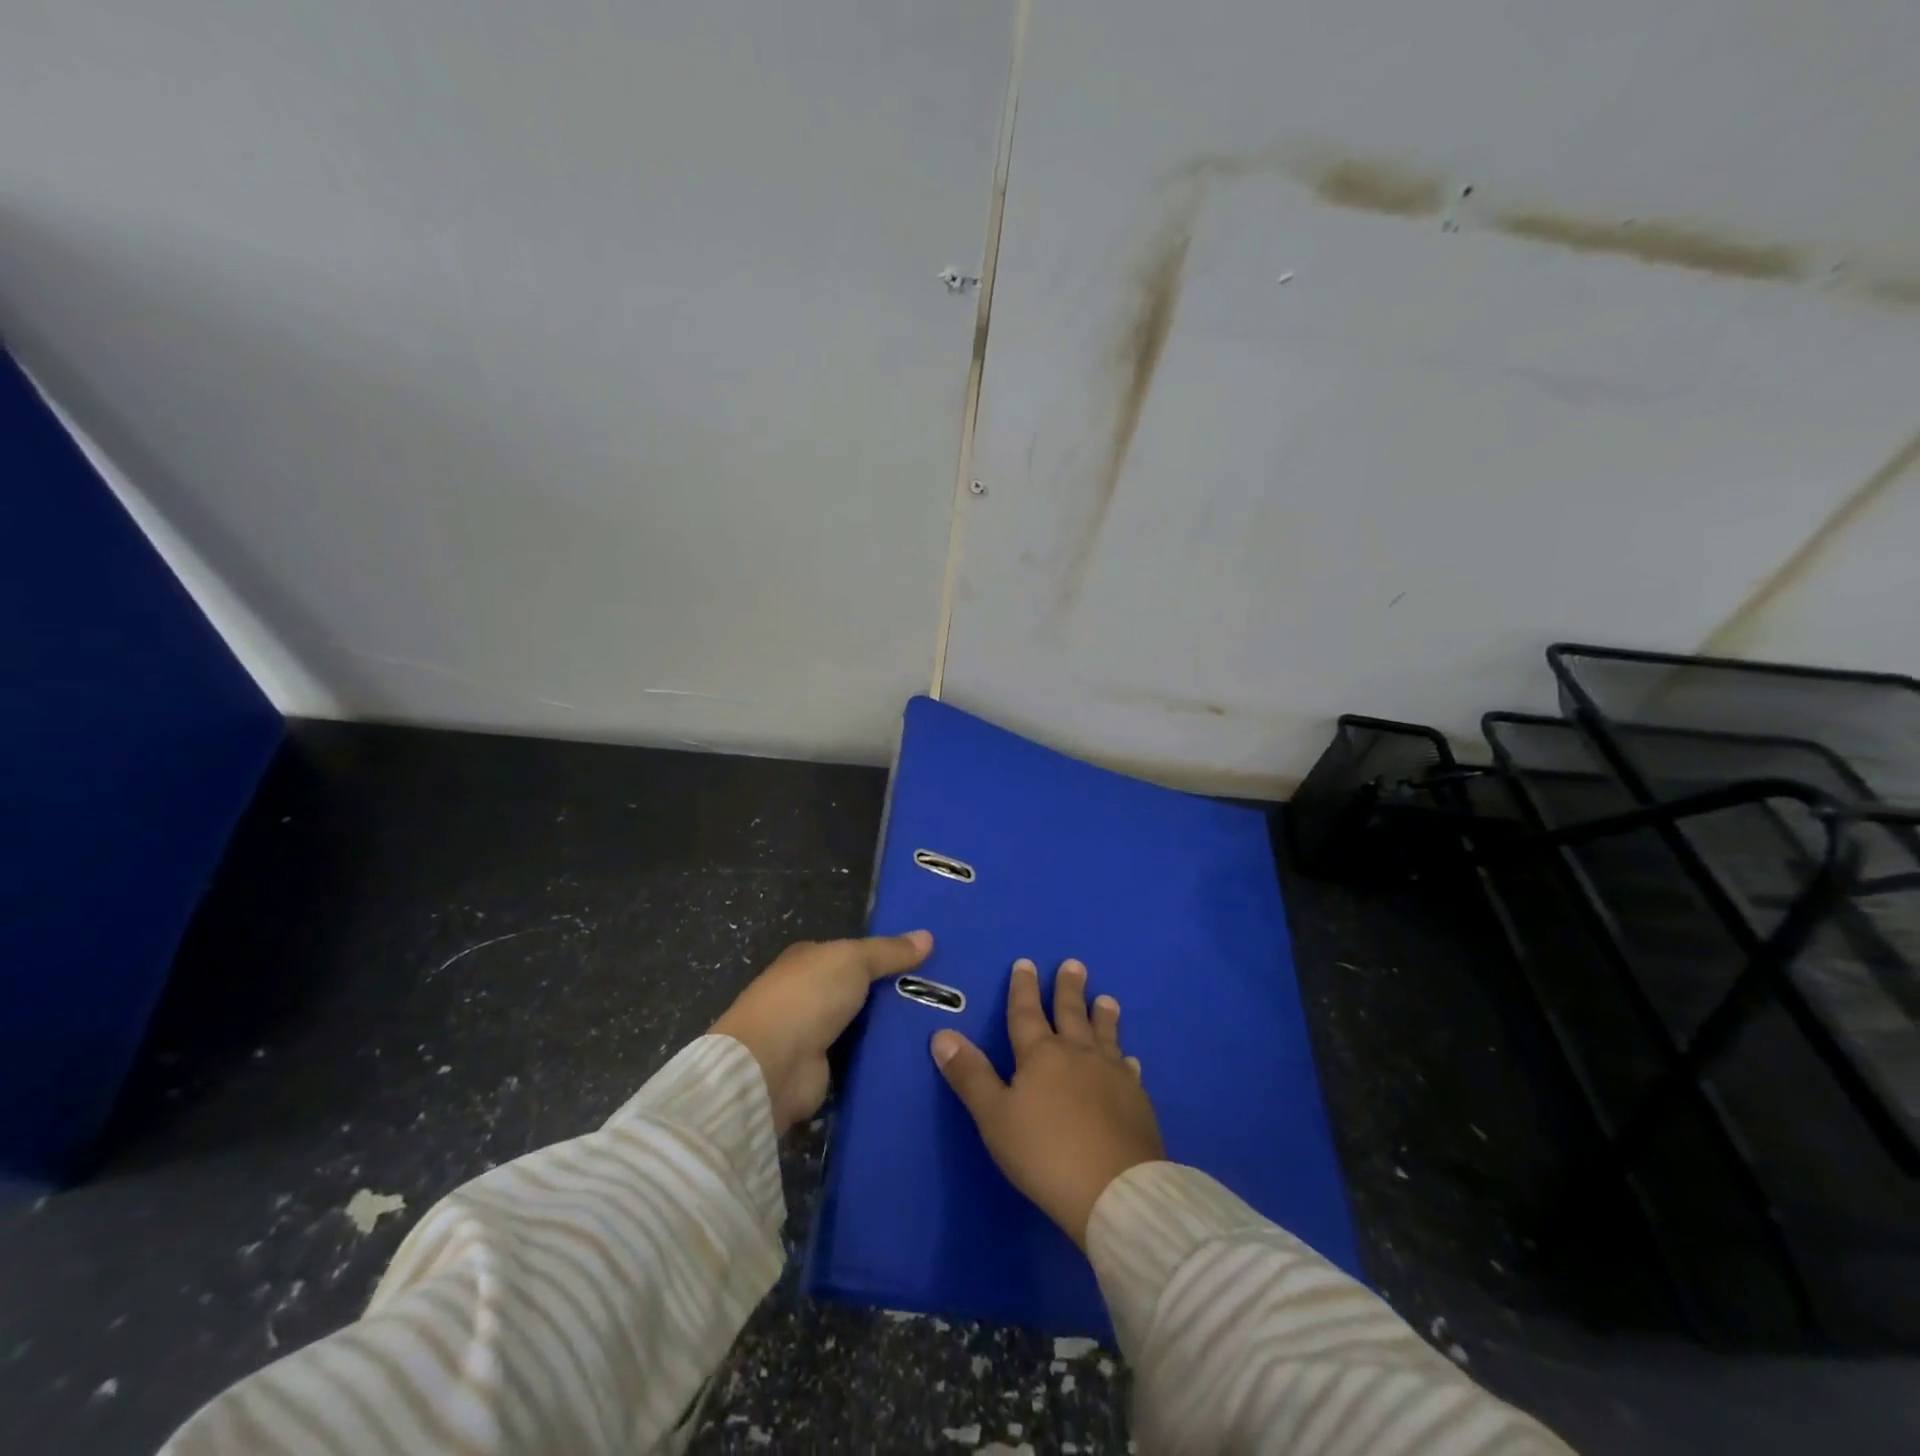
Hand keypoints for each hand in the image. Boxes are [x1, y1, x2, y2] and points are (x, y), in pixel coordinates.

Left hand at [712, 931, 932, 1132]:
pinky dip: (883, 1058)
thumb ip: (889, 951)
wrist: (771, 1066)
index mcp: (810, 960)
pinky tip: (919, 1057)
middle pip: (863, 990)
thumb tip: (928, 936)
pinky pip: (862, 1059)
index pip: (855, 953)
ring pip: (865, 1026)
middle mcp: (810, 994)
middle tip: (947, 998)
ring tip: (941, 1028)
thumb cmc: (808, 997)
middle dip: (897, 994)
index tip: (929, 962)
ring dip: (893, 1029)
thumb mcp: (853, 960)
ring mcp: (815, 1034)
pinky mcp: (823, 1070)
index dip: (889, 955)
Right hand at [931, 959, 1162, 1247]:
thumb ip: (970, 1075)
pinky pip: (1128, 1069)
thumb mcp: (995, 1116)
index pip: (1026, 1013)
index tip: (1026, 963)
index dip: (1023, 988)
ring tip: (1106, 998)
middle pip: (1070, 1014)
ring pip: (1104, 1035)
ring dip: (1103, 1015)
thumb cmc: (1045, 1153)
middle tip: (1074, 964)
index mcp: (1040, 1055)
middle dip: (1068, 989)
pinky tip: (1130, 1059)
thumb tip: (942, 1033)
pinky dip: (1125, 1060)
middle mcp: (1077, 1054)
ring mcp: (1111, 1074)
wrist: (1114, 1189)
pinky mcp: (1136, 1100)